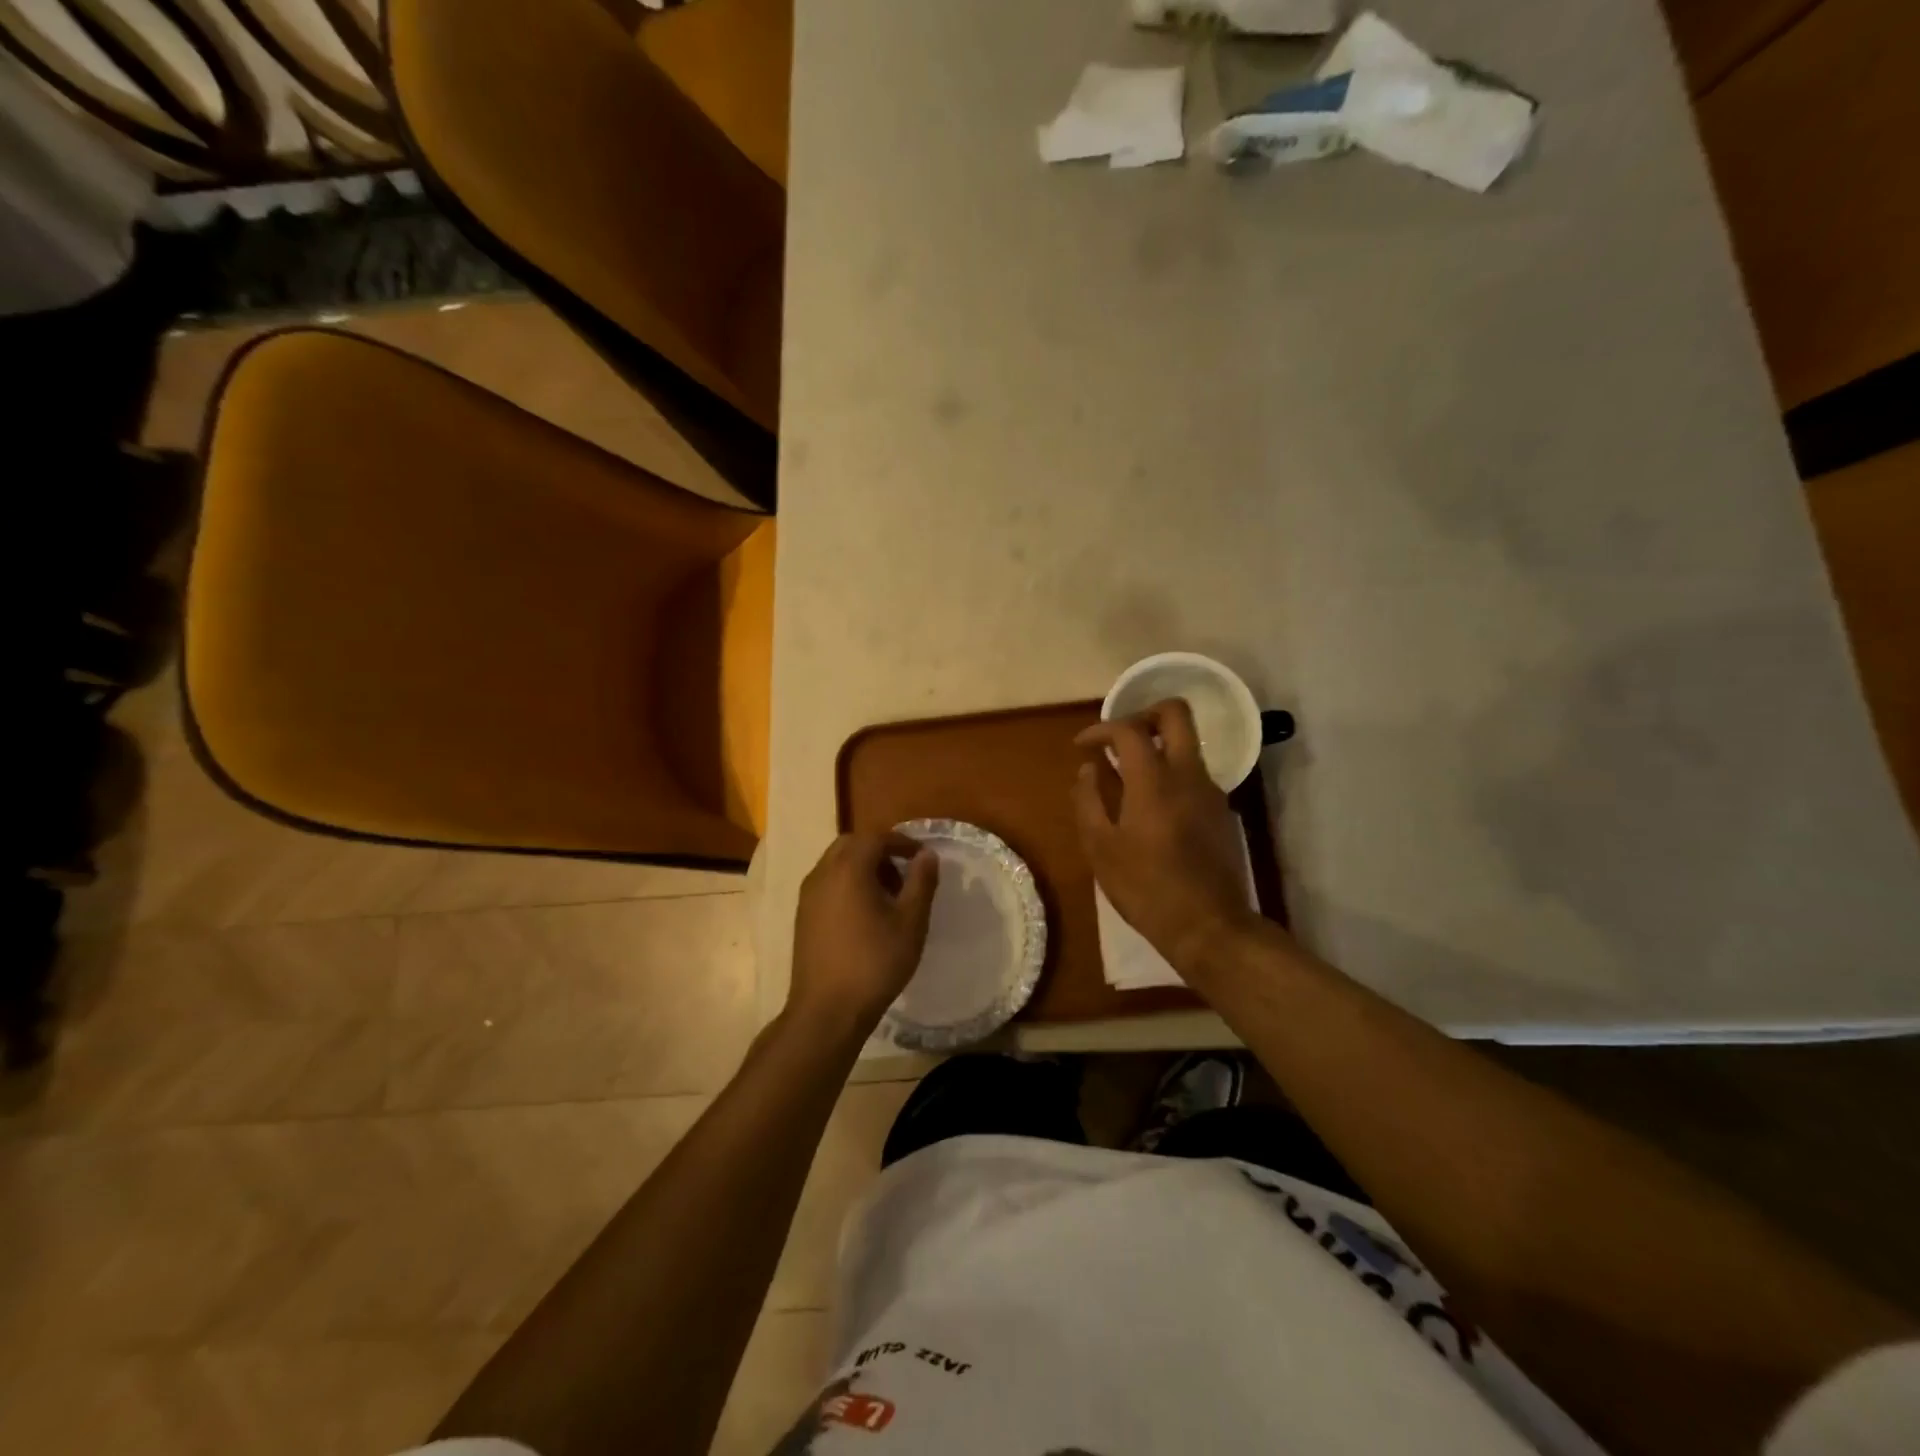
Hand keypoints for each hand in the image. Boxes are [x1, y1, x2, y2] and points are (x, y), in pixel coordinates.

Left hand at [789, 831, 939, 1034]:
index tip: (921, 857)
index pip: (875, 837)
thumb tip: (927, 855)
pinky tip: (864, 915)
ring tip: (888, 897)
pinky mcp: (803, 916)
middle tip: (903, 874)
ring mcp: (808, 895)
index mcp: (848, 868)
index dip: (901, 842)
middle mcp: (822, 873)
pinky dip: (847, 884)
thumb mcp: (910, 922)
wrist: (827, 1010)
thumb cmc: (875, 963)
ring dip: (862, 867)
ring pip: (836, 864)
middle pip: (851, 845)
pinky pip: (827, 883)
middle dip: (879, 851)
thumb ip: (921, 882)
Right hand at [1074, 700, 1259, 973]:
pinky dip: (1170, 773)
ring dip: (1157, 746)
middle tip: (1119, 738)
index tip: (1083, 747)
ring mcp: (1211, 791)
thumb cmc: (1146, 888)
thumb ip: (1088, 801)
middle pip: (1175, 713)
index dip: (1100, 729)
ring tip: (1127, 777)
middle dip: (1144, 713)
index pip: (1128, 729)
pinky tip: (1151, 806)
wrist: (1209, 926)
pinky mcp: (1222, 811)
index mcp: (1154, 781)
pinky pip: (1193, 774)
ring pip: (1187, 744)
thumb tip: (1088, 769)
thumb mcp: (1101, 849)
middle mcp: (1188, 775)